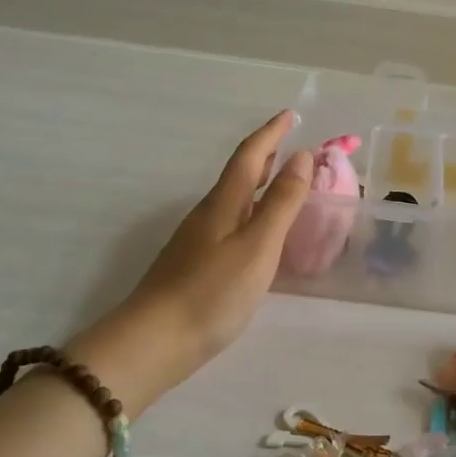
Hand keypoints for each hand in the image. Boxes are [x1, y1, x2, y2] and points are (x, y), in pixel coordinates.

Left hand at [76, 112, 311, 401]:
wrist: (153, 342)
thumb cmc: (212, 293)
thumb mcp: (258, 246)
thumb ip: (281, 203)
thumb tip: (302, 157)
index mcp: (224, 203)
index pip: (250, 155)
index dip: (271, 133)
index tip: (290, 114)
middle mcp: (208, 214)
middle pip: (238, 174)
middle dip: (265, 154)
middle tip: (290, 143)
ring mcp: (197, 240)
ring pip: (233, 199)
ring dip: (258, 183)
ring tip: (281, 183)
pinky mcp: (194, 264)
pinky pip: (230, 222)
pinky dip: (250, 212)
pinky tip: (257, 232)